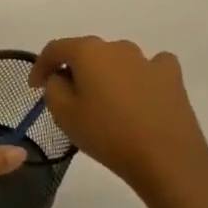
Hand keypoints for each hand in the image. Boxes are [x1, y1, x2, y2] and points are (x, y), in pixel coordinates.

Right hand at [30, 37, 207, 207]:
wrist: (166, 159)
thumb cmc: (107, 133)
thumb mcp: (63, 113)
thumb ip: (53, 87)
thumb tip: (61, 78)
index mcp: (87, 51)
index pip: (54, 49)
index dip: (40, 66)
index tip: (34, 87)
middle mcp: (117, 48)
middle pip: (86, 53)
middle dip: (74, 71)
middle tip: (68, 98)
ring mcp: (148, 61)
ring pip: (117, 60)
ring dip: (106, 74)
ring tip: (105, 101)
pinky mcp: (172, 78)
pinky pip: (150, 68)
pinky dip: (140, 76)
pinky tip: (139, 93)